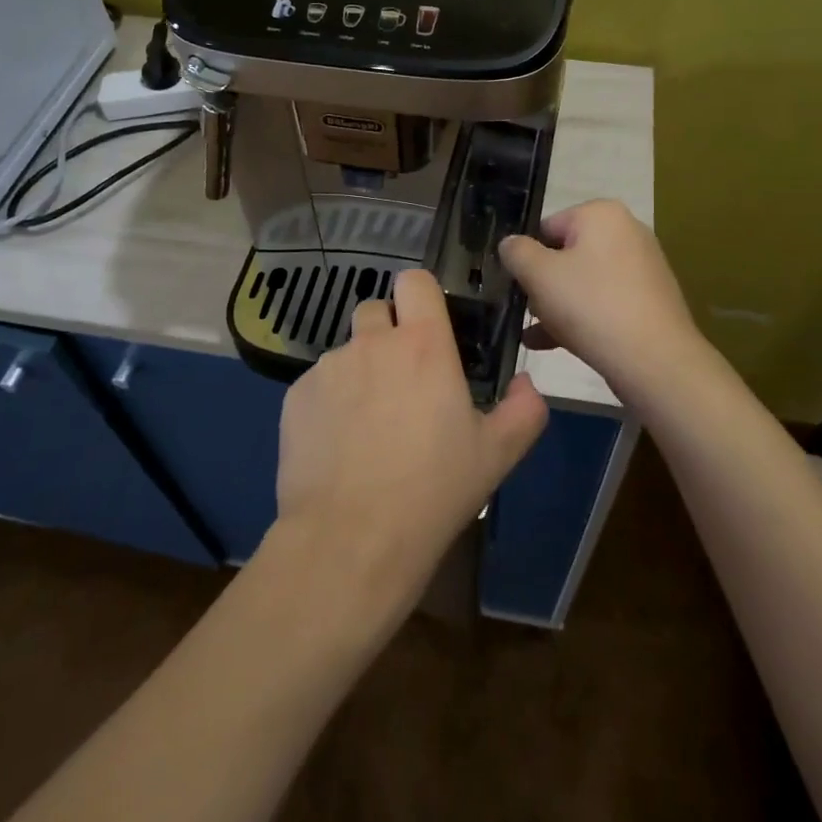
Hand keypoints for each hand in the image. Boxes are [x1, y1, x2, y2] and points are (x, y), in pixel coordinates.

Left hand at [273, 269, 548, 602]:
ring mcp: (328, 368)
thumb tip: (526, 383)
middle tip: (403, 380)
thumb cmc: (432, 492)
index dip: (422, 296)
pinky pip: (318, 384)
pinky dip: (329, 402)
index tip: (430, 326)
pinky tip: (338, 447)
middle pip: (376, 310)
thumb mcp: (496, 455)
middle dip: (388, 333)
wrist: (350, 540)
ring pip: (347, 351)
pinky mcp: (295, 397)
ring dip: (360, 371)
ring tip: (368, 425)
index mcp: (423, 345)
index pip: (415, 281)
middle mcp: (372, 343)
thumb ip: (524, 410)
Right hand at [498, 199, 712, 405]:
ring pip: (584, 281)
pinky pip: (604, 301)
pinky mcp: (649, 300)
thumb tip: (510, 244)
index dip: (526, 256)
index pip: (547, 227)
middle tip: (527, 310)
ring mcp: (642, 267)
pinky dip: (580, 317)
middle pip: (566, 254)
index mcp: (602, 214)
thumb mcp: (539, 275)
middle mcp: (627, 232)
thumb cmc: (591, 305)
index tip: (516, 285)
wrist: (654, 360)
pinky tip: (552, 345)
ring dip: (556, 305)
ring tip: (534, 334)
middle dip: (542, 283)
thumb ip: (516, 252)